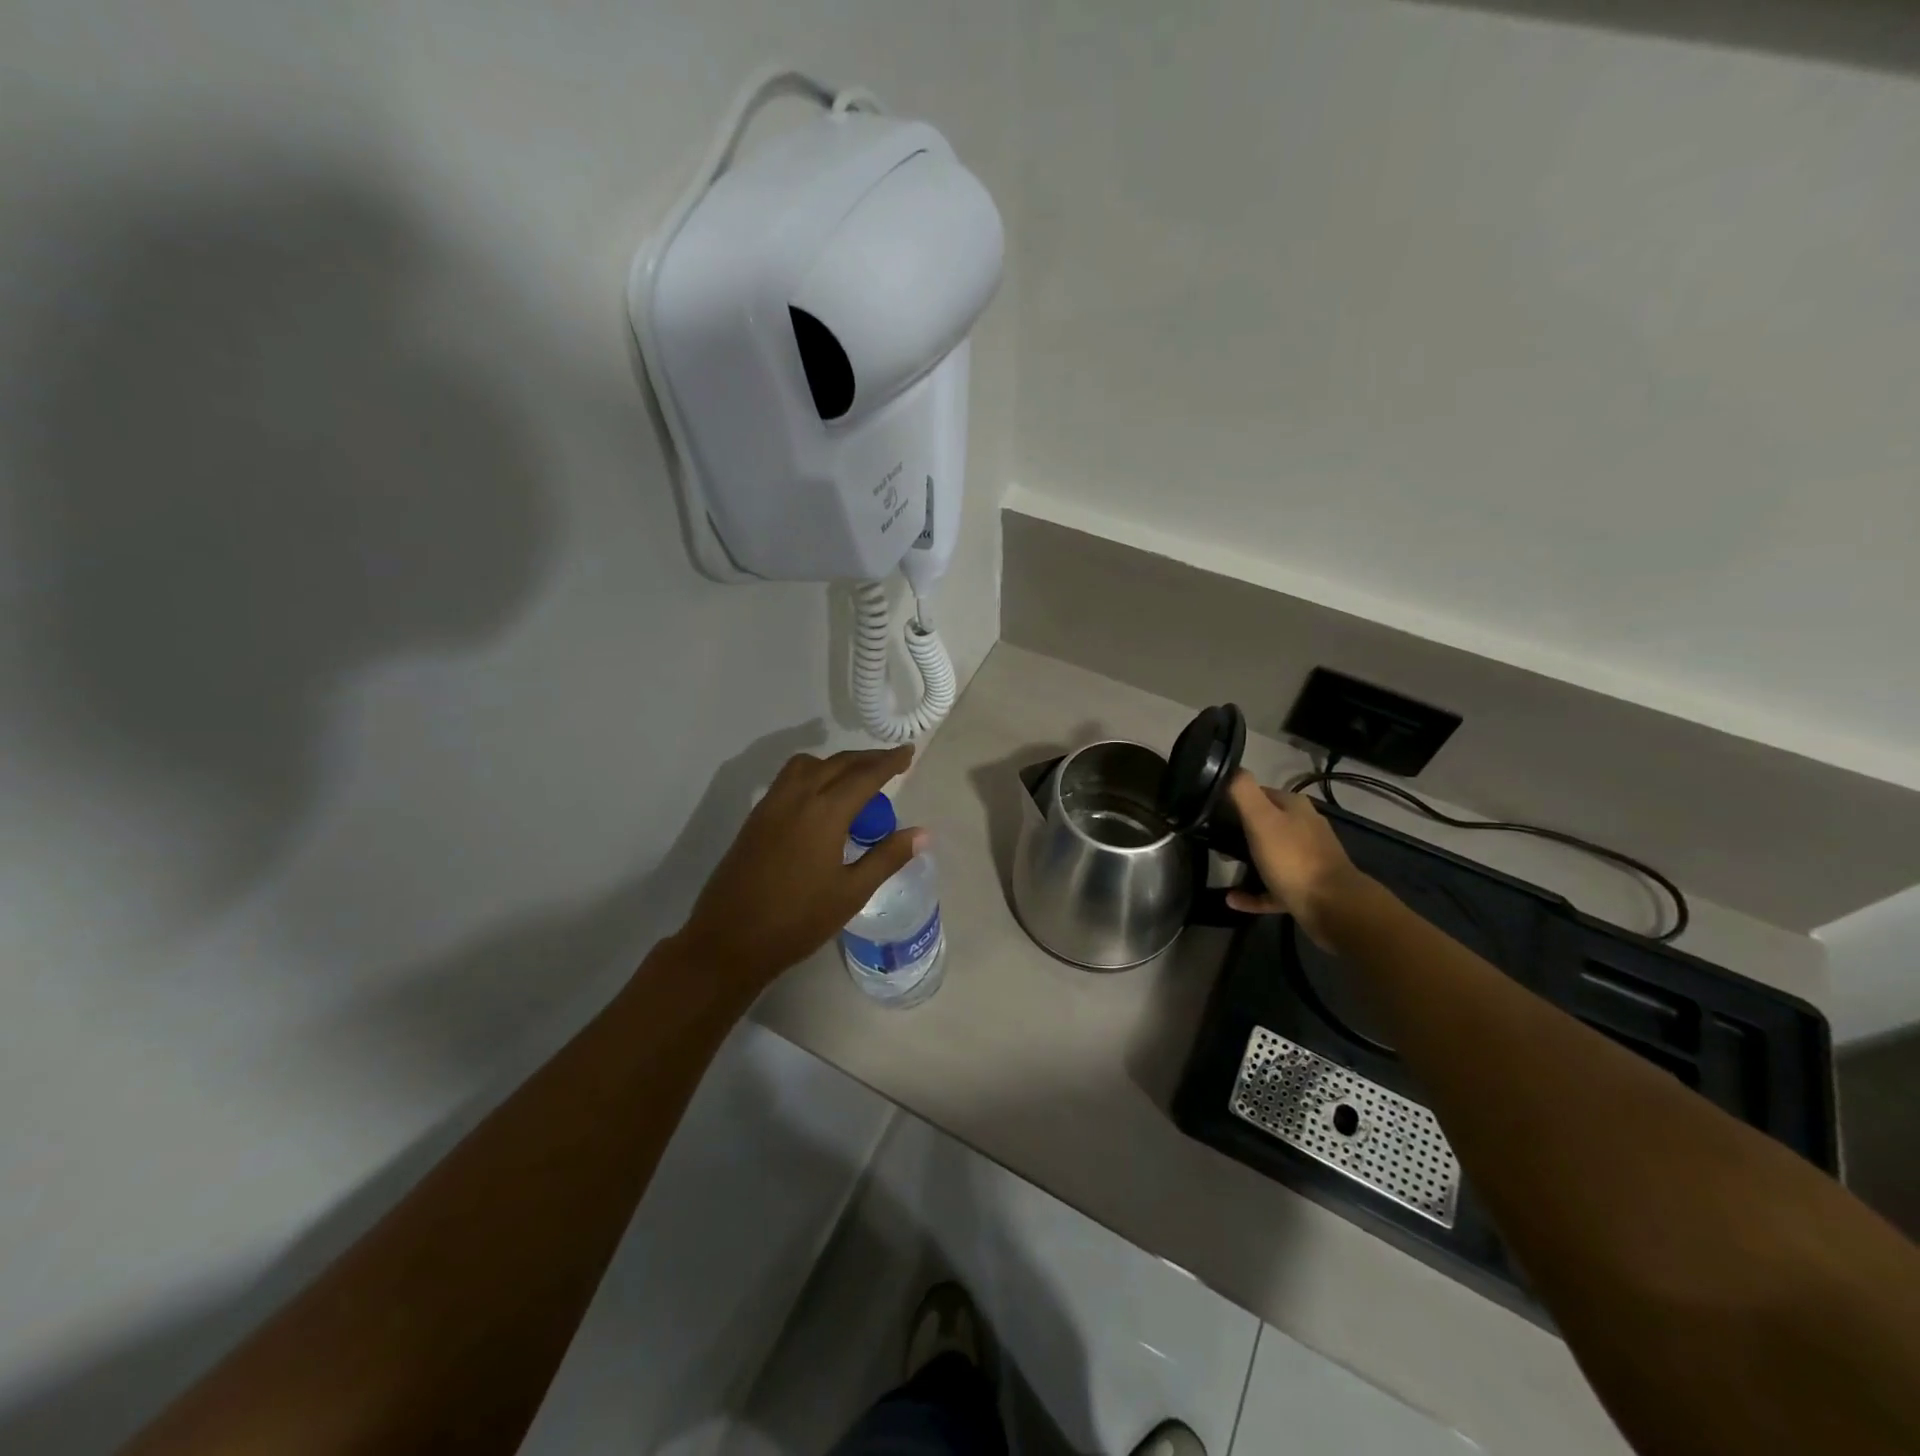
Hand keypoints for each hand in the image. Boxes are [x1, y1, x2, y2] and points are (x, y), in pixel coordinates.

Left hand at [672, 745, 925, 990]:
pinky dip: (812, 773)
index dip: (889, 762)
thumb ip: (887, 857)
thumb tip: (923, 833)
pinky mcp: (756, 817)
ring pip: (808, 765)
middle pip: (837, 763)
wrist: (729, 940)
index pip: (865, 776)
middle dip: (866, 759)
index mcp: (824, 813)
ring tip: (855, 778)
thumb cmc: (797, 921)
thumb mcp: (851, 893)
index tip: (909, 752)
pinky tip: (820, 798)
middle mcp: (797, 798)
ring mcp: (771, 805)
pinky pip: (788, 779)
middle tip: (890, 763)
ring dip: (836, 762)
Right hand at [1225, 771, 1368, 946]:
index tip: (1212, 809)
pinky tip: (1232, 899)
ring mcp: (1307, 860)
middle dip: (1240, 828)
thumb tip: (1231, 768)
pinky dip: (1253, 892)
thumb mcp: (1261, 819)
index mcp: (1295, 808)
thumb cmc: (1293, 858)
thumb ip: (1243, 791)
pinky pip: (1272, 887)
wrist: (1333, 906)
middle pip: (1266, 823)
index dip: (1236, 798)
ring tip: (1222, 862)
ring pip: (1270, 854)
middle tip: (1213, 836)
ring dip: (1247, 859)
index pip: (1260, 793)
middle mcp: (1304, 828)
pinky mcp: (1305, 888)